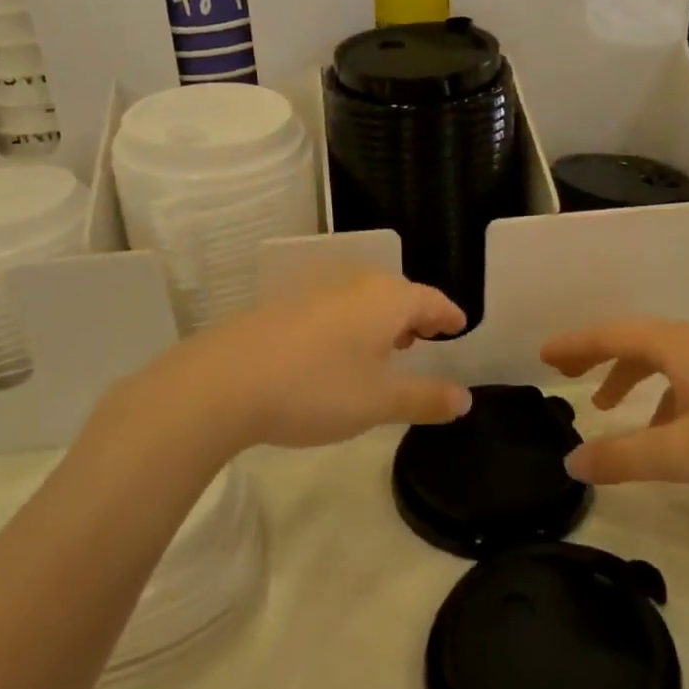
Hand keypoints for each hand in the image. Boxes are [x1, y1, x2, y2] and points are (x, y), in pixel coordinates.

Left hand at [118, 273, 470, 461]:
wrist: (224, 382)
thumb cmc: (317, 388)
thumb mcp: (379, 402)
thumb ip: (425, 398)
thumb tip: (465, 399)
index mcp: (387, 300)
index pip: (432, 300)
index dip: (449, 316)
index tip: (460, 328)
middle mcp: (355, 286)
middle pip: (398, 295)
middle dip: (416, 317)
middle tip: (426, 341)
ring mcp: (316, 293)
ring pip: (363, 301)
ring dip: (381, 322)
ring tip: (386, 350)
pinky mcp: (285, 308)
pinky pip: (335, 310)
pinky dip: (350, 327)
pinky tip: (337, 356)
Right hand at [539, 318, 688, 510]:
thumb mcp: (684, 455)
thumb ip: (623, 459)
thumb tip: (571, 462)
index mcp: (682, 345)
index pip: (614, 334)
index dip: (576, 344)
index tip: (543, 356)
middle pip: (636, 338)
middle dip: (597, 355)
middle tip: (563, 375)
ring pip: (663, 356)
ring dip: (629, 375)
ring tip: (605, 406)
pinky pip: (687, 373)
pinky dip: (661, 392)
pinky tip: (662, 428)